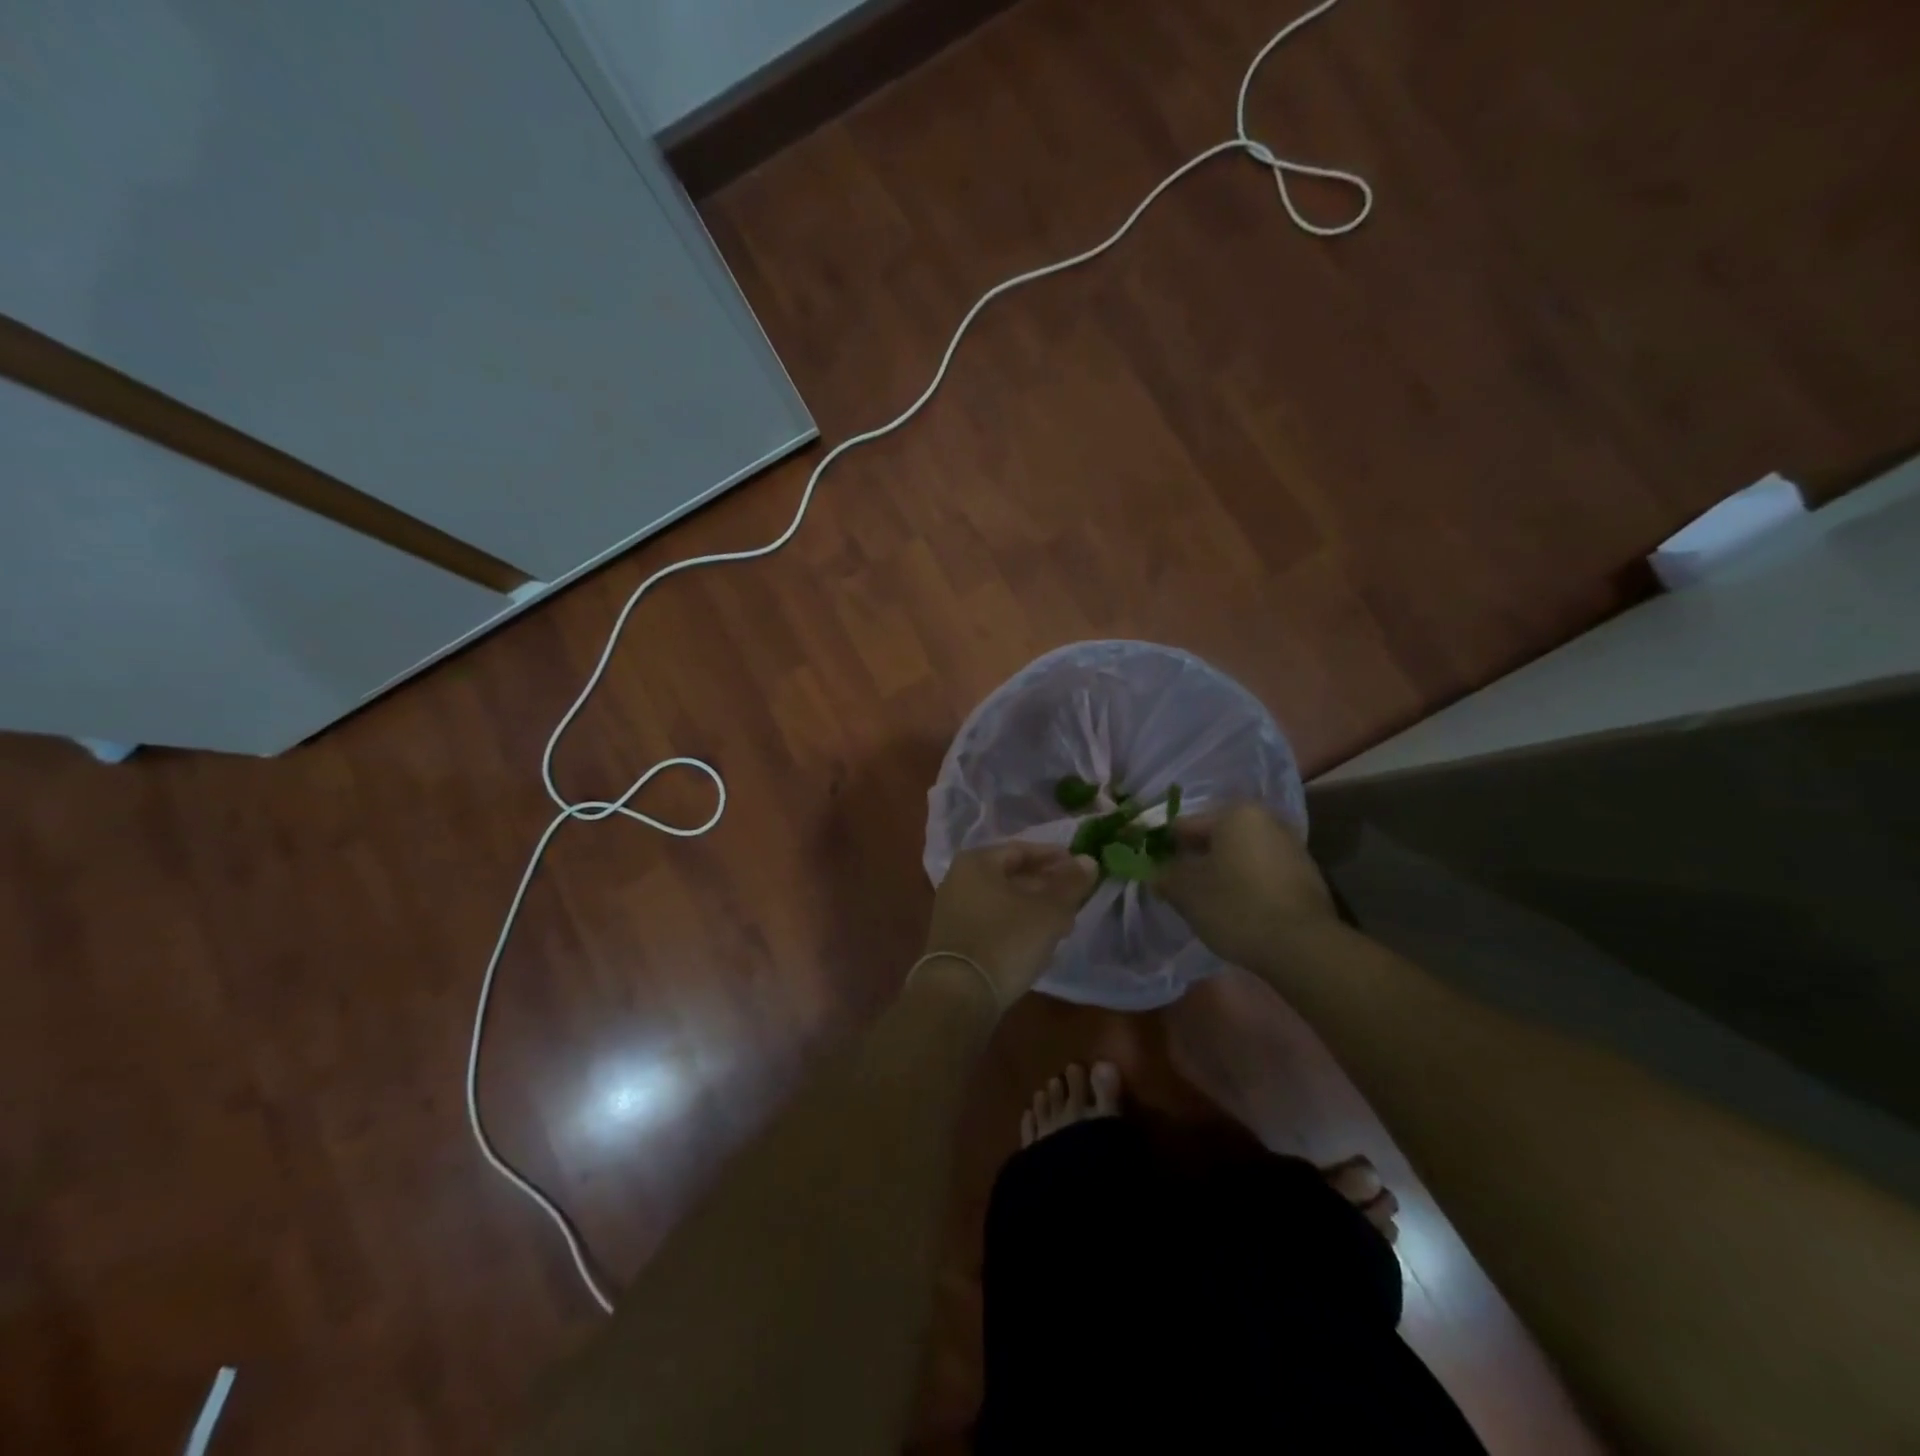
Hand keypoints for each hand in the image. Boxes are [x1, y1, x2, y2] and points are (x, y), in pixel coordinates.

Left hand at [923, 842, 1097, 1006]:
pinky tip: (1039, 940)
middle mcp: (959, 879)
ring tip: (1065, 922)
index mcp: (977, 862)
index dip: (1055, 858)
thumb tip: (1088, 861)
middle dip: (1046, 885)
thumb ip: (1071, 883)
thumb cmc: (1006, 941)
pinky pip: (992, 920)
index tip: (1080, 868)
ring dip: (1034, 907)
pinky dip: (1017, 924)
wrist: (959, 995)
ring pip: (1003, 900)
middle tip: (1076, 896)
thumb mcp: (1048, 911)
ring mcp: (953, 910)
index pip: (1022, 850)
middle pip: (1011, 875)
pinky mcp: (954, 938)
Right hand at [1156, 803, 1335, 968]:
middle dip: (1197, 861)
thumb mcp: (1185, 891)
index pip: (1186, 826)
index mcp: (1236, 813)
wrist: (1301, 947)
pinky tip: (1237, 912)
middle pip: (1217, 840)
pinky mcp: (1307, 878)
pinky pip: (1262, 876)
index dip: (1166, 848)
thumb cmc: (1235, 906)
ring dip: (1222, 874)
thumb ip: (1165, 875)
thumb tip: (1159, 874)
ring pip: (1240, 858)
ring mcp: (1292, 849)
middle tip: (1179, 889)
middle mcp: (1267, 821)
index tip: (1156, 871)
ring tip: (1206, 904)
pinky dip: (1246, 887)